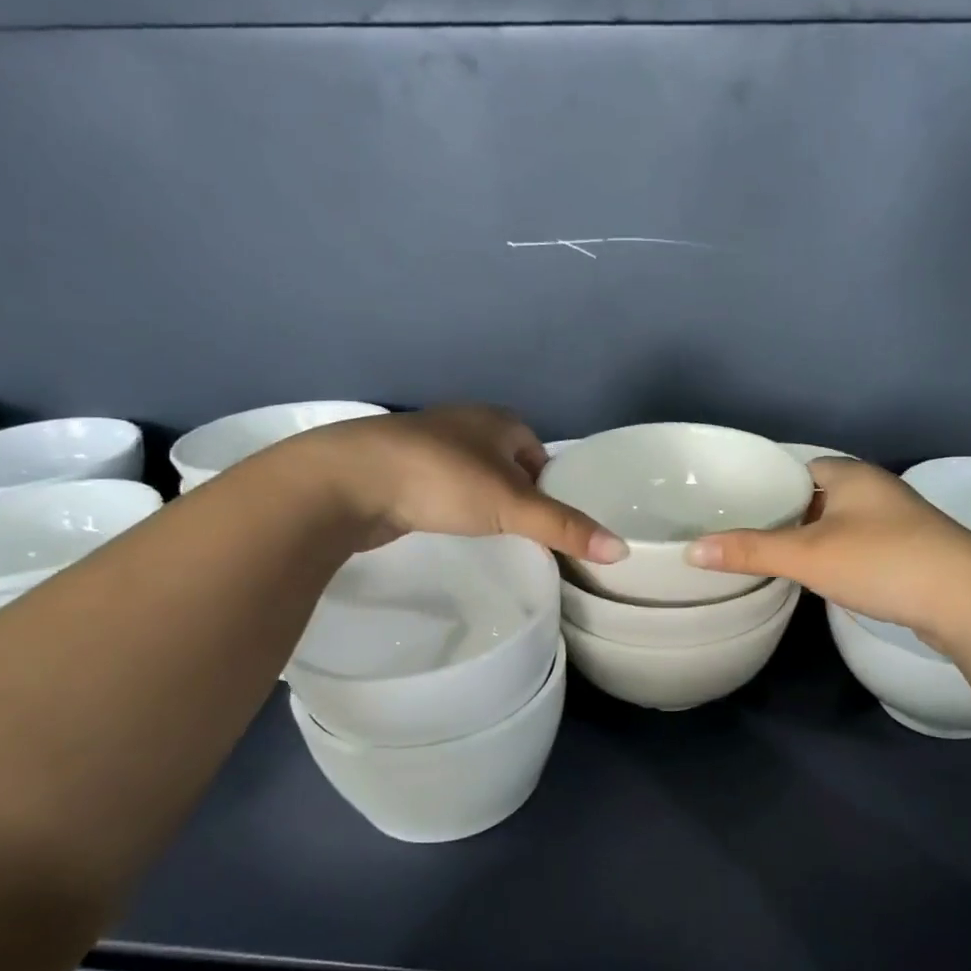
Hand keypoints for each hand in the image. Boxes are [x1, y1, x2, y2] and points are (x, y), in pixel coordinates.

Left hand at [281, 405, 625, 561]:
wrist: (348, 481)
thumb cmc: (442, 479)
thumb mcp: (512, 506)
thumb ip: (565, 527)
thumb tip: (622, 550)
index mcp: (498, 420)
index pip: (539, 451)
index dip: (550, 484)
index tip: (553, 519)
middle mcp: (464, 424)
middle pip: (507, 462)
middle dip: (517, 493)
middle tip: (526, 532)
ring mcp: (426, 445)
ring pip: (471, 475)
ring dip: (482, 499)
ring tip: (491, 533)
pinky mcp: (397, 469)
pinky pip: (440, 487)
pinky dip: (450, 505)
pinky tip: (448, 526)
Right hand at [683, 459, 970, 634]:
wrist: (968, 600)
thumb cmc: (881, 561)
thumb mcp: (808, 556)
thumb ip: (751, 551)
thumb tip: (692, 551)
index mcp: (850, 474)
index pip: (798, 467)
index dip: (767, 484)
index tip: (735, 506)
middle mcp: (876, 490)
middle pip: (818, 496)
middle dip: (787, 514)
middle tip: (745, 536)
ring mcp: (898, 522)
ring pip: (841, 523)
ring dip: (813, 537)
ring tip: (774, 558)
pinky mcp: (912, 553)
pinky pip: (861, 545)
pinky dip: (838, 556)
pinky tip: (822, 577)